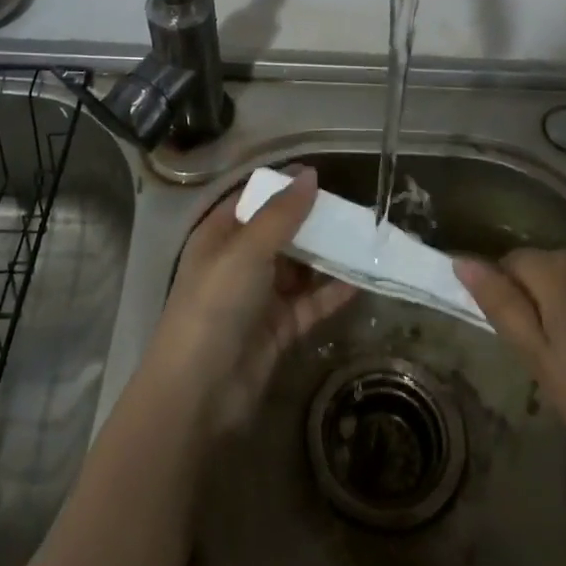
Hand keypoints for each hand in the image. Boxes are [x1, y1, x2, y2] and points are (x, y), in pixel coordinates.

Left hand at [145, 167, 354, 435]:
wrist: (199, 391)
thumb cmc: (215, 304)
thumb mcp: (246, 249)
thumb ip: (281, 213)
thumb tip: (310, 173)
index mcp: (219, 236)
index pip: (253, 199)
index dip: (282, 186)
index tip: (321, 176)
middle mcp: (238, 262)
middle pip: (280, 233)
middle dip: (312, 221)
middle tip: (353, 209)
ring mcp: (259, 297)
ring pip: (299, 268)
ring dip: (328, 256)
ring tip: (366, 240)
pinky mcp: (278, 329)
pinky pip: (310, 303)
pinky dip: (333, 292)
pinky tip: (362, 280)